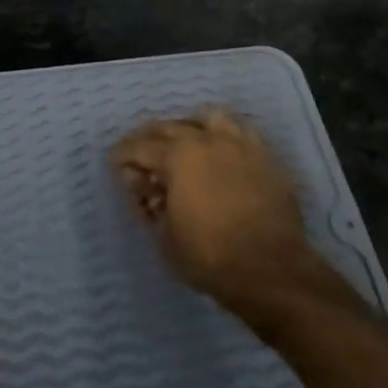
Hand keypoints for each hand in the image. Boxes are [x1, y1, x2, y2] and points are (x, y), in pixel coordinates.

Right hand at [111, 110, 331, 320]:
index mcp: (177, 156)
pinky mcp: (265, 156)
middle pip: (170, 126)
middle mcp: (207, 139)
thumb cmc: (210, 256)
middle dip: (150, 138)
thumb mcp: (165, 237)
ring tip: (186, 143)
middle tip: (142, 154)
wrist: (271, 270)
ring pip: (208, 118)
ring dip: (190, 127)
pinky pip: (241, 132)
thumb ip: (150, 206)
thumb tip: (147, 190)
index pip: (140, 147)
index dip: (123, 155)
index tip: (116, 162)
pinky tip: (221, 152)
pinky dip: (225, 137)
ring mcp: (239, 144)